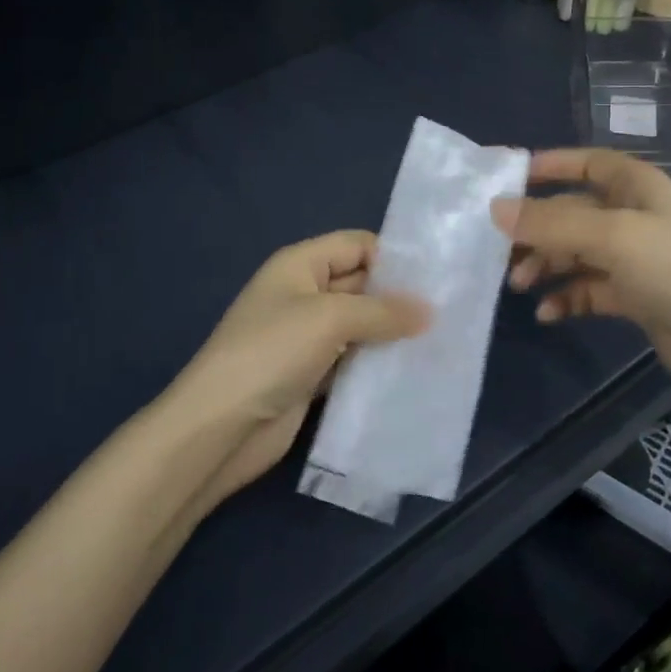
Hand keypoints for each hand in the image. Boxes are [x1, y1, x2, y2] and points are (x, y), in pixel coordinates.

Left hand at [167, 232, 428, 505]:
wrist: (221, 427)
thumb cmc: (272, 352)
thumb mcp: (330, 318)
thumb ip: (382, 311)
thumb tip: (428, 311)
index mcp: (300, 264)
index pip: (356, 245)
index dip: (393, 257)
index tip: (438, 277)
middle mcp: (304, 294)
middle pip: (360, 284)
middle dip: (399, 297)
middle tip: (450, 312)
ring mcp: (306, 337)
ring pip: (359, 324)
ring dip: (392, 333)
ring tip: (440, 341)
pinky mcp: (311, 374)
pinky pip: (352, 359)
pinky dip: (377, 363)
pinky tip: (411, 371)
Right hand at [492, 149, 670, 412]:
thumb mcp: (614, 238)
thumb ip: (552, 223)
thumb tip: (494, 208)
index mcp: (636, 186)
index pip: (585, 162)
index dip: (548, 166)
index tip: (504, 181)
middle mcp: (633, 217)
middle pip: (572, 212)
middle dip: (535, 228)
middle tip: (497, 249)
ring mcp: (635, 260)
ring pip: (576, 253)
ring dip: (546, 265)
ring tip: (518, 284)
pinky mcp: (636, 299)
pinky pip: (589, 290)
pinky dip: (566, 298)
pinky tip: (547, 313)